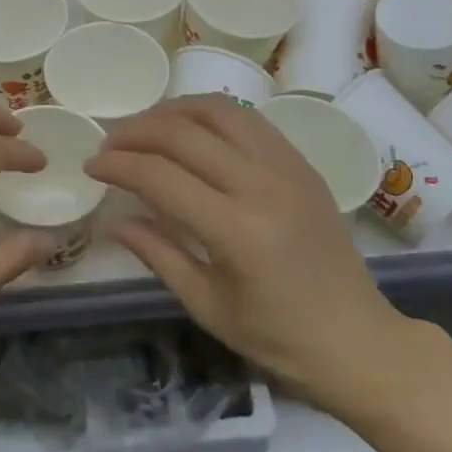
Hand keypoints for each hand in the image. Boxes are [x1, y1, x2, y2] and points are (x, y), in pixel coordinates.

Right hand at [85, 97, 412, 406]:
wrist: (359, 341)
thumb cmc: (279, 339)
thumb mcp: (207, 306)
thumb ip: (157, 254)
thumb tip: (114, 219)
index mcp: (237, 231)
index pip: (160, 176)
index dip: (118, 165)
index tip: (92, 166)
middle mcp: (262, 185)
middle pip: (183, 133)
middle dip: (136, 131)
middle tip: (110, 144)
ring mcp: (287, 167)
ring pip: (217, 111)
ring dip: (172, 111)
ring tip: (145, 127)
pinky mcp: (301, 162)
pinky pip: (247, 119)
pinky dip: (209, 114)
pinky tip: (190, 128)